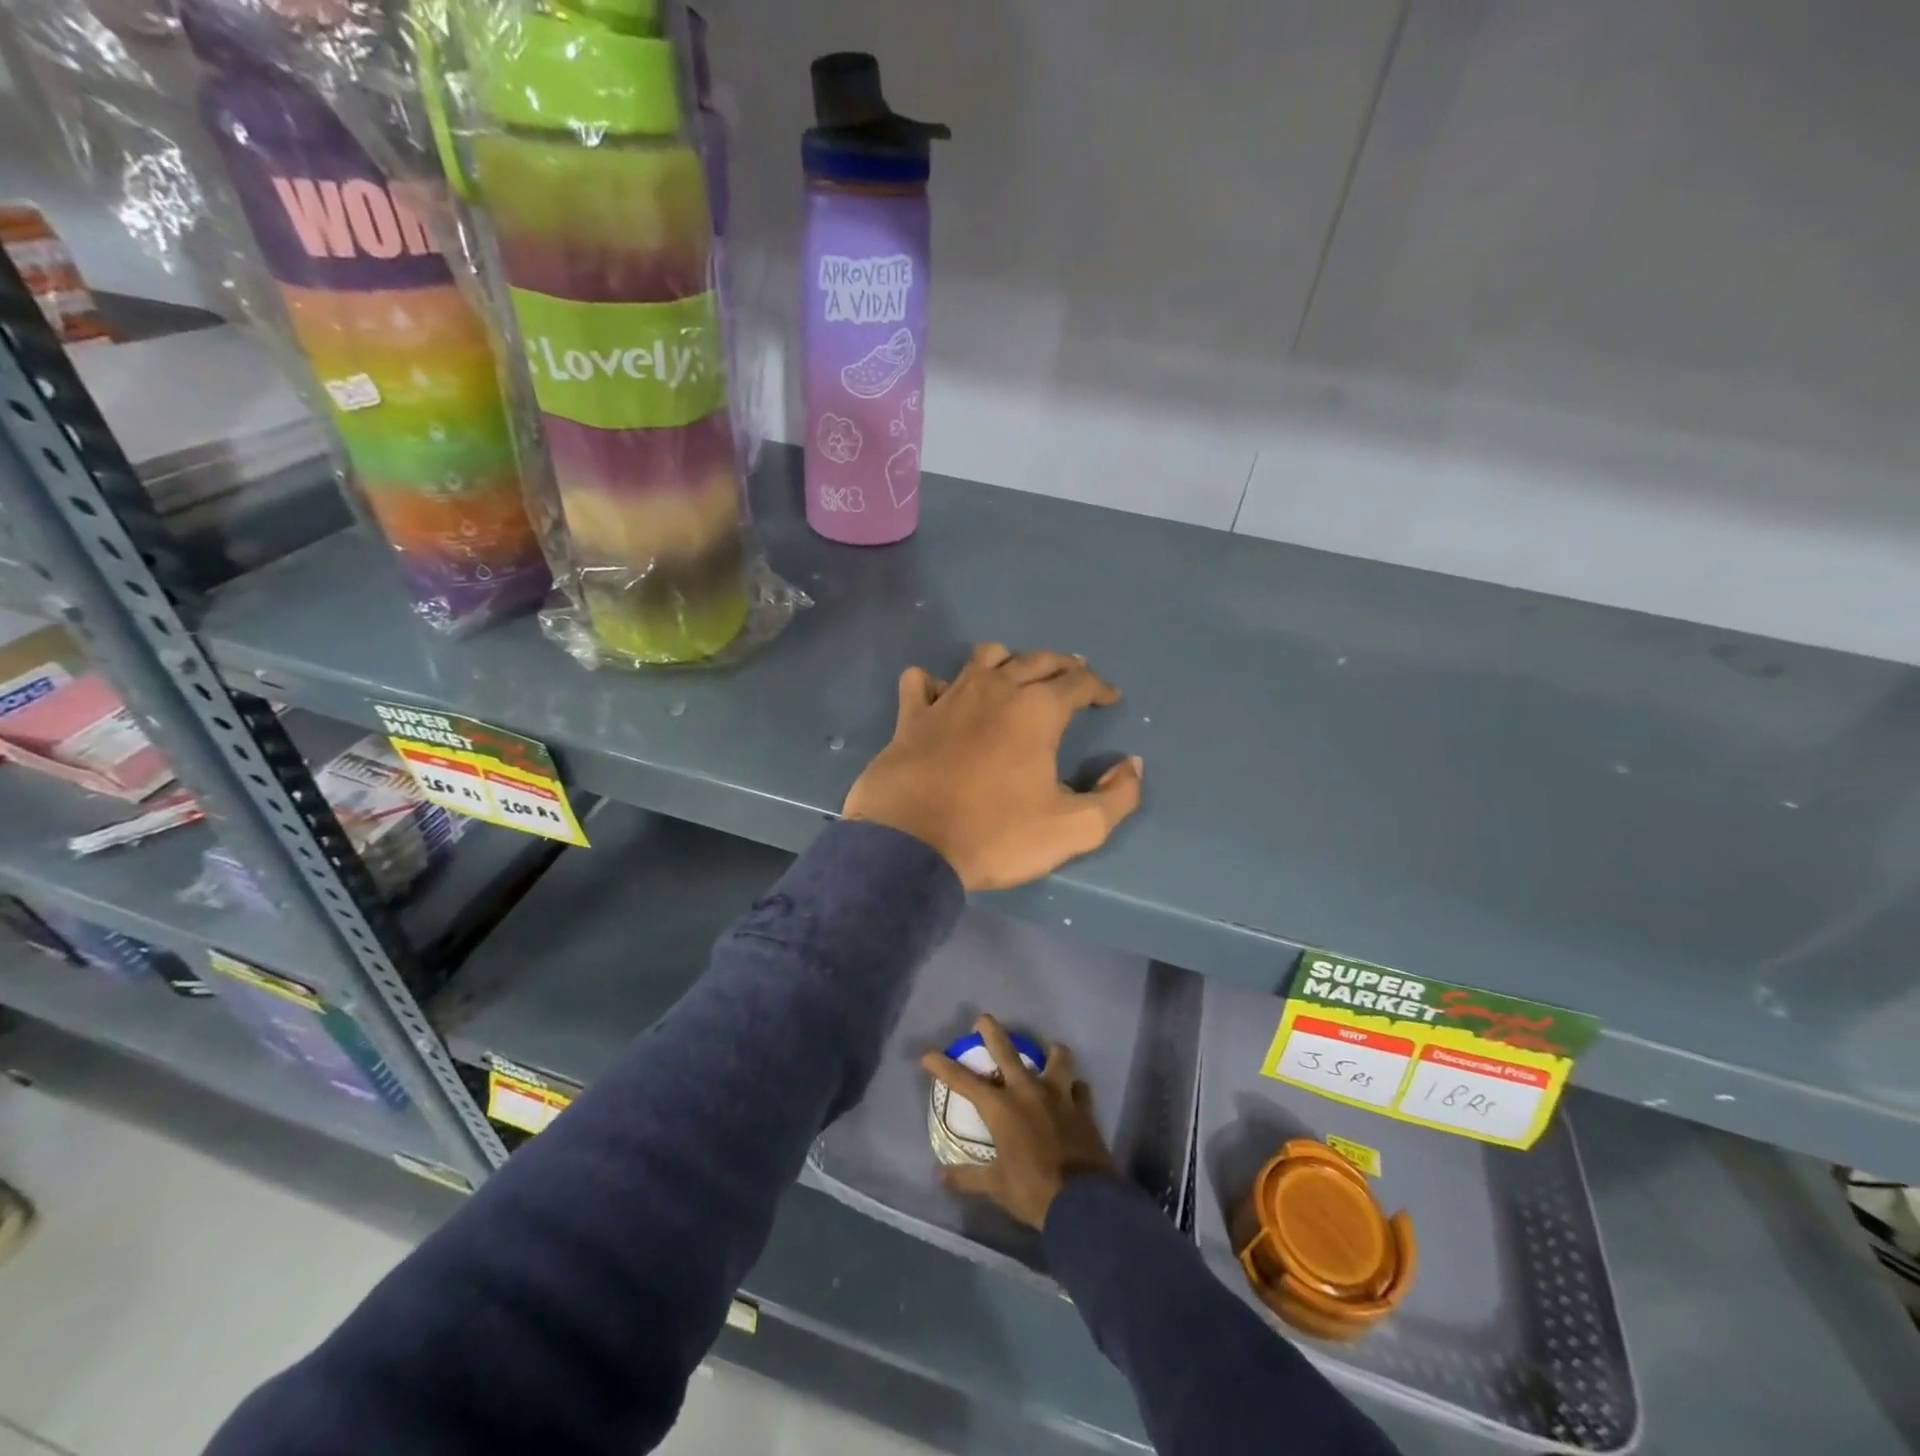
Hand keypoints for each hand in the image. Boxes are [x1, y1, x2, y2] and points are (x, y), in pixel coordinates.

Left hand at [843, 643, 1142, 891]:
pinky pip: (922, 682)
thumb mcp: (1075, 829)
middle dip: (1062, 666)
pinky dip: (936, 683)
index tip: (1109, 699)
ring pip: (983, 658)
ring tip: (1016, 679)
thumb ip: (1117, 797)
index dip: (1099, 687)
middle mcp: (995, 689)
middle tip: (1073, 678)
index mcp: (1037, 710)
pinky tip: (943, 697)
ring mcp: (948, 698)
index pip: (1078, 682)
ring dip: (1007, 662)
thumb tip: (1131, 765)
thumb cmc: (996, 835)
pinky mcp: (910, 716)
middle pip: (1036, 660)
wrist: (910, 846)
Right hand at [921, 1014, 1118, 1229]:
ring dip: (1051, 1053)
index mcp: (1002, 1108)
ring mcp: (1060, 1095)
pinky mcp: (1084, 1107)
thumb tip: (939, 1176)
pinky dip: (1075, 1088)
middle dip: (992, 1032)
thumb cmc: (1034, 1191)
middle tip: (983, 1019)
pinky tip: (1074, 1094)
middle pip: (1007, 1051)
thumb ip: (968, 1177)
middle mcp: (1029, 1091)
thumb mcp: (996, 1187)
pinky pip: (1080, 1088)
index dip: (943, 1066)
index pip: (964, 1081)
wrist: (1084, 1201)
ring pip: (1057, 1057)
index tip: (927, 1055)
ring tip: (1049, 1053)